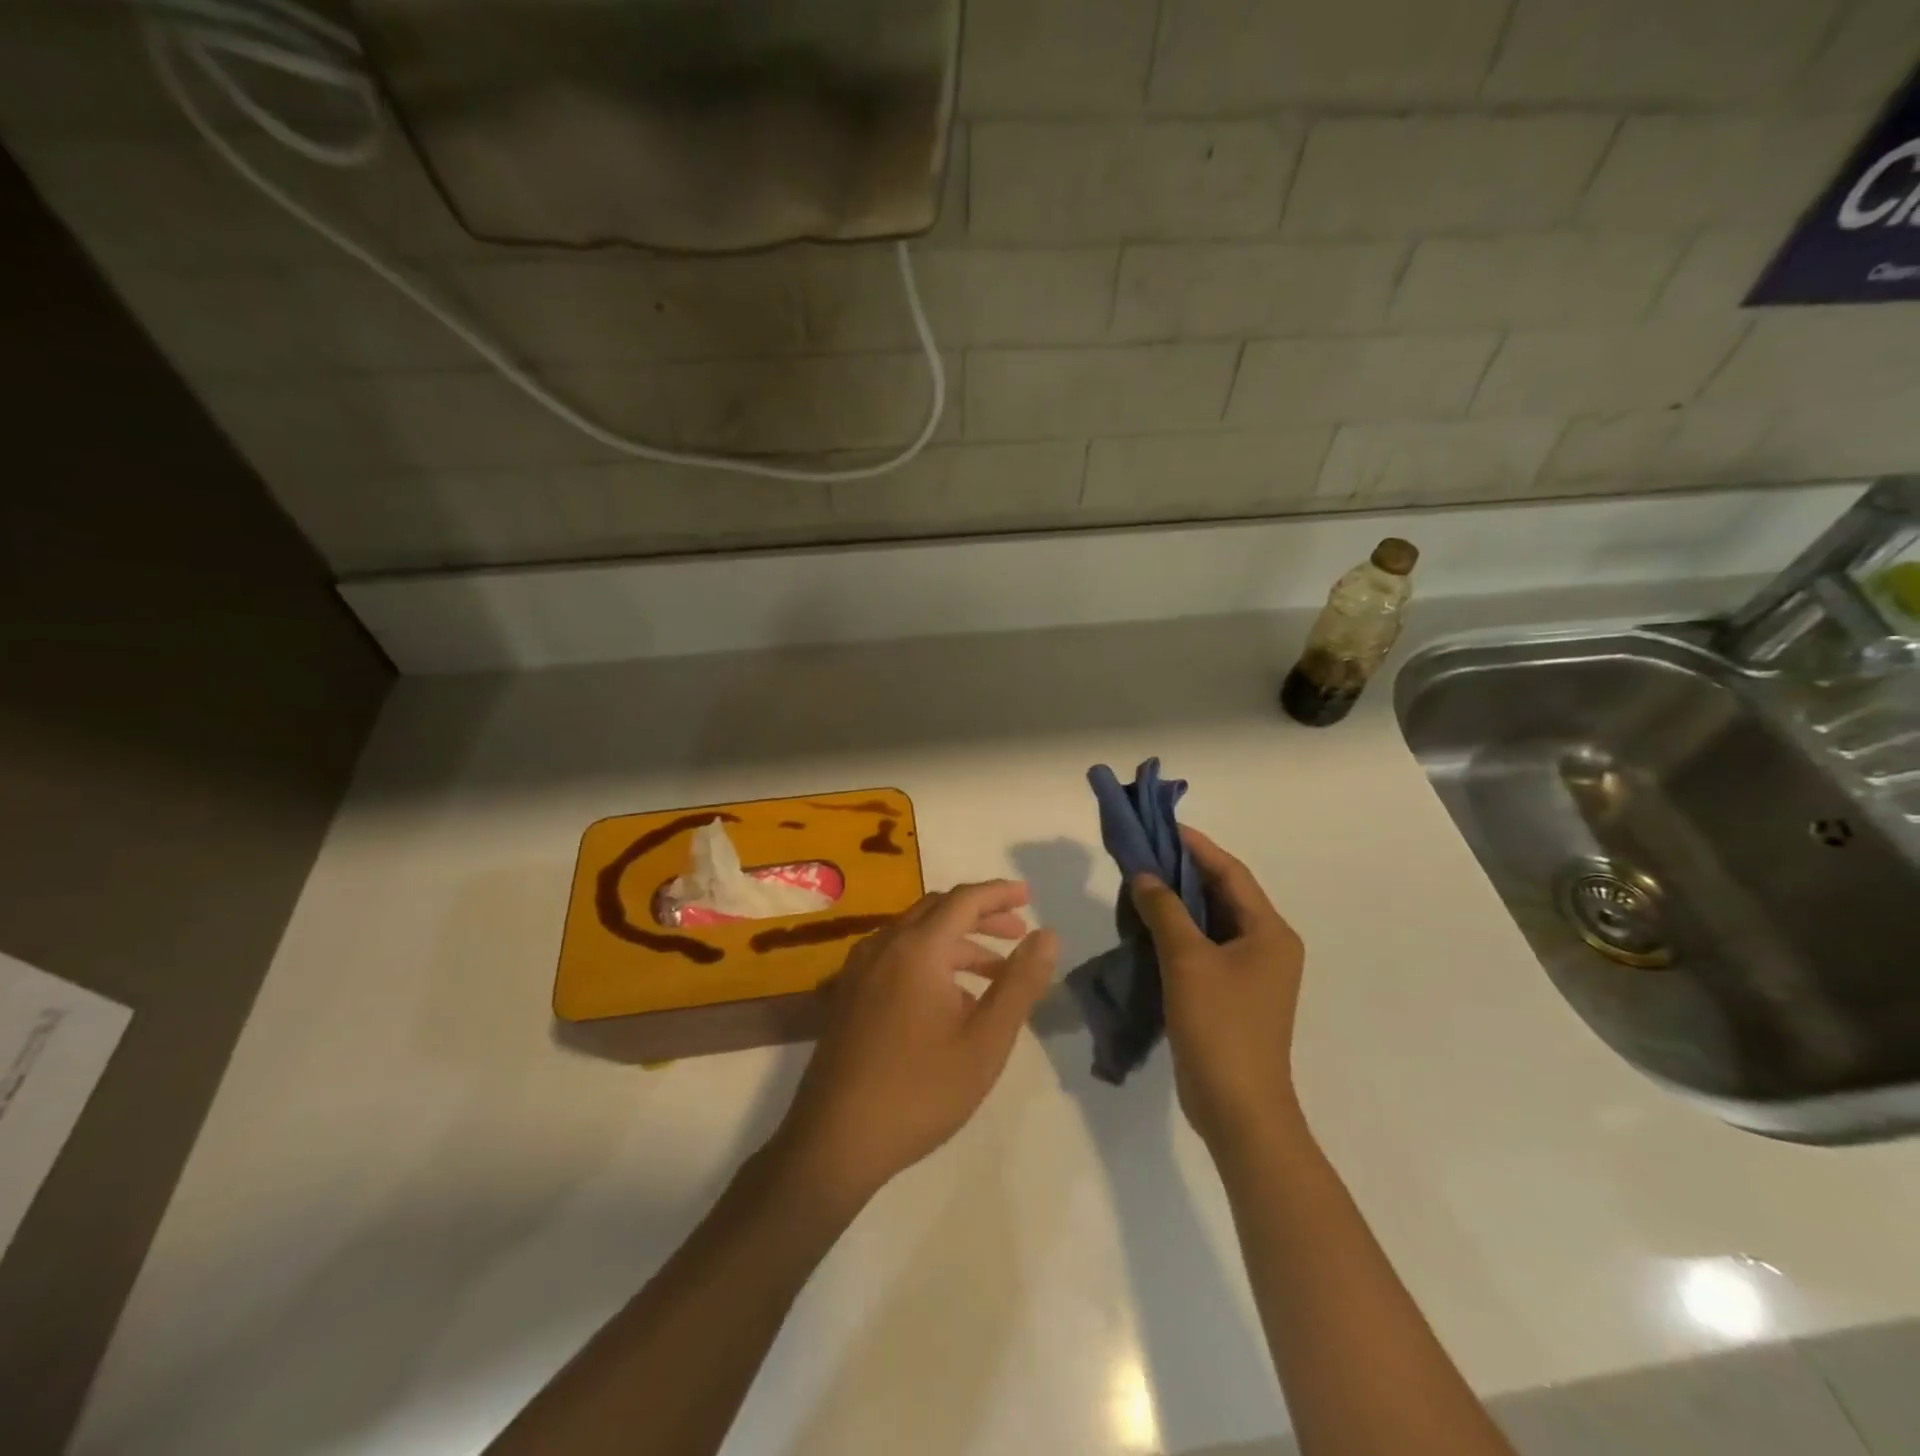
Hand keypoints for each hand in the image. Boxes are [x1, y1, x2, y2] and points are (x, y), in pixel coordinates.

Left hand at [769, 880, 1057, 1207]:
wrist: (835, 1140)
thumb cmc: (920, 1090)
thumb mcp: (986, 1040)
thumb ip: (1020, 982)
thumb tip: (1047, 935)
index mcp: (916, 948)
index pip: (964, 900)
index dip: (999, 893)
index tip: (1029, 895)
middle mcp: (884, 945)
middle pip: (938, 910)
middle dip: (981, 916)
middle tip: (1018, 933)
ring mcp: (860, 969)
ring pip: (916, 935)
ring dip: (957, 942)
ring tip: (995, 973)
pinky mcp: (848, 994)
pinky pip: (896, 957)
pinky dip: (930, 960)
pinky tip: (950, 999)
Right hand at [1129, 828, 1307, 1157]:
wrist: (1238, 1108)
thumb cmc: (1220, 1026)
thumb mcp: (1187, 960)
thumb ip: (1165, 911)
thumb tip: (1143, 875)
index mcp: (1270, 932)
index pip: (1231, 873)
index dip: (1198, 846)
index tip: (1163, 826)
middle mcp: (1267, 946)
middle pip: (1223, 894)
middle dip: (1184, 872)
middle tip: (1144, 852)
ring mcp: (1251, 973)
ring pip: (1211, 922)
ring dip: (1178, 902)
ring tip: (1139, 883)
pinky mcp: (1232, 994)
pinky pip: (1205, 948)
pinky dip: (1178, 932)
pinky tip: (1147, 926)